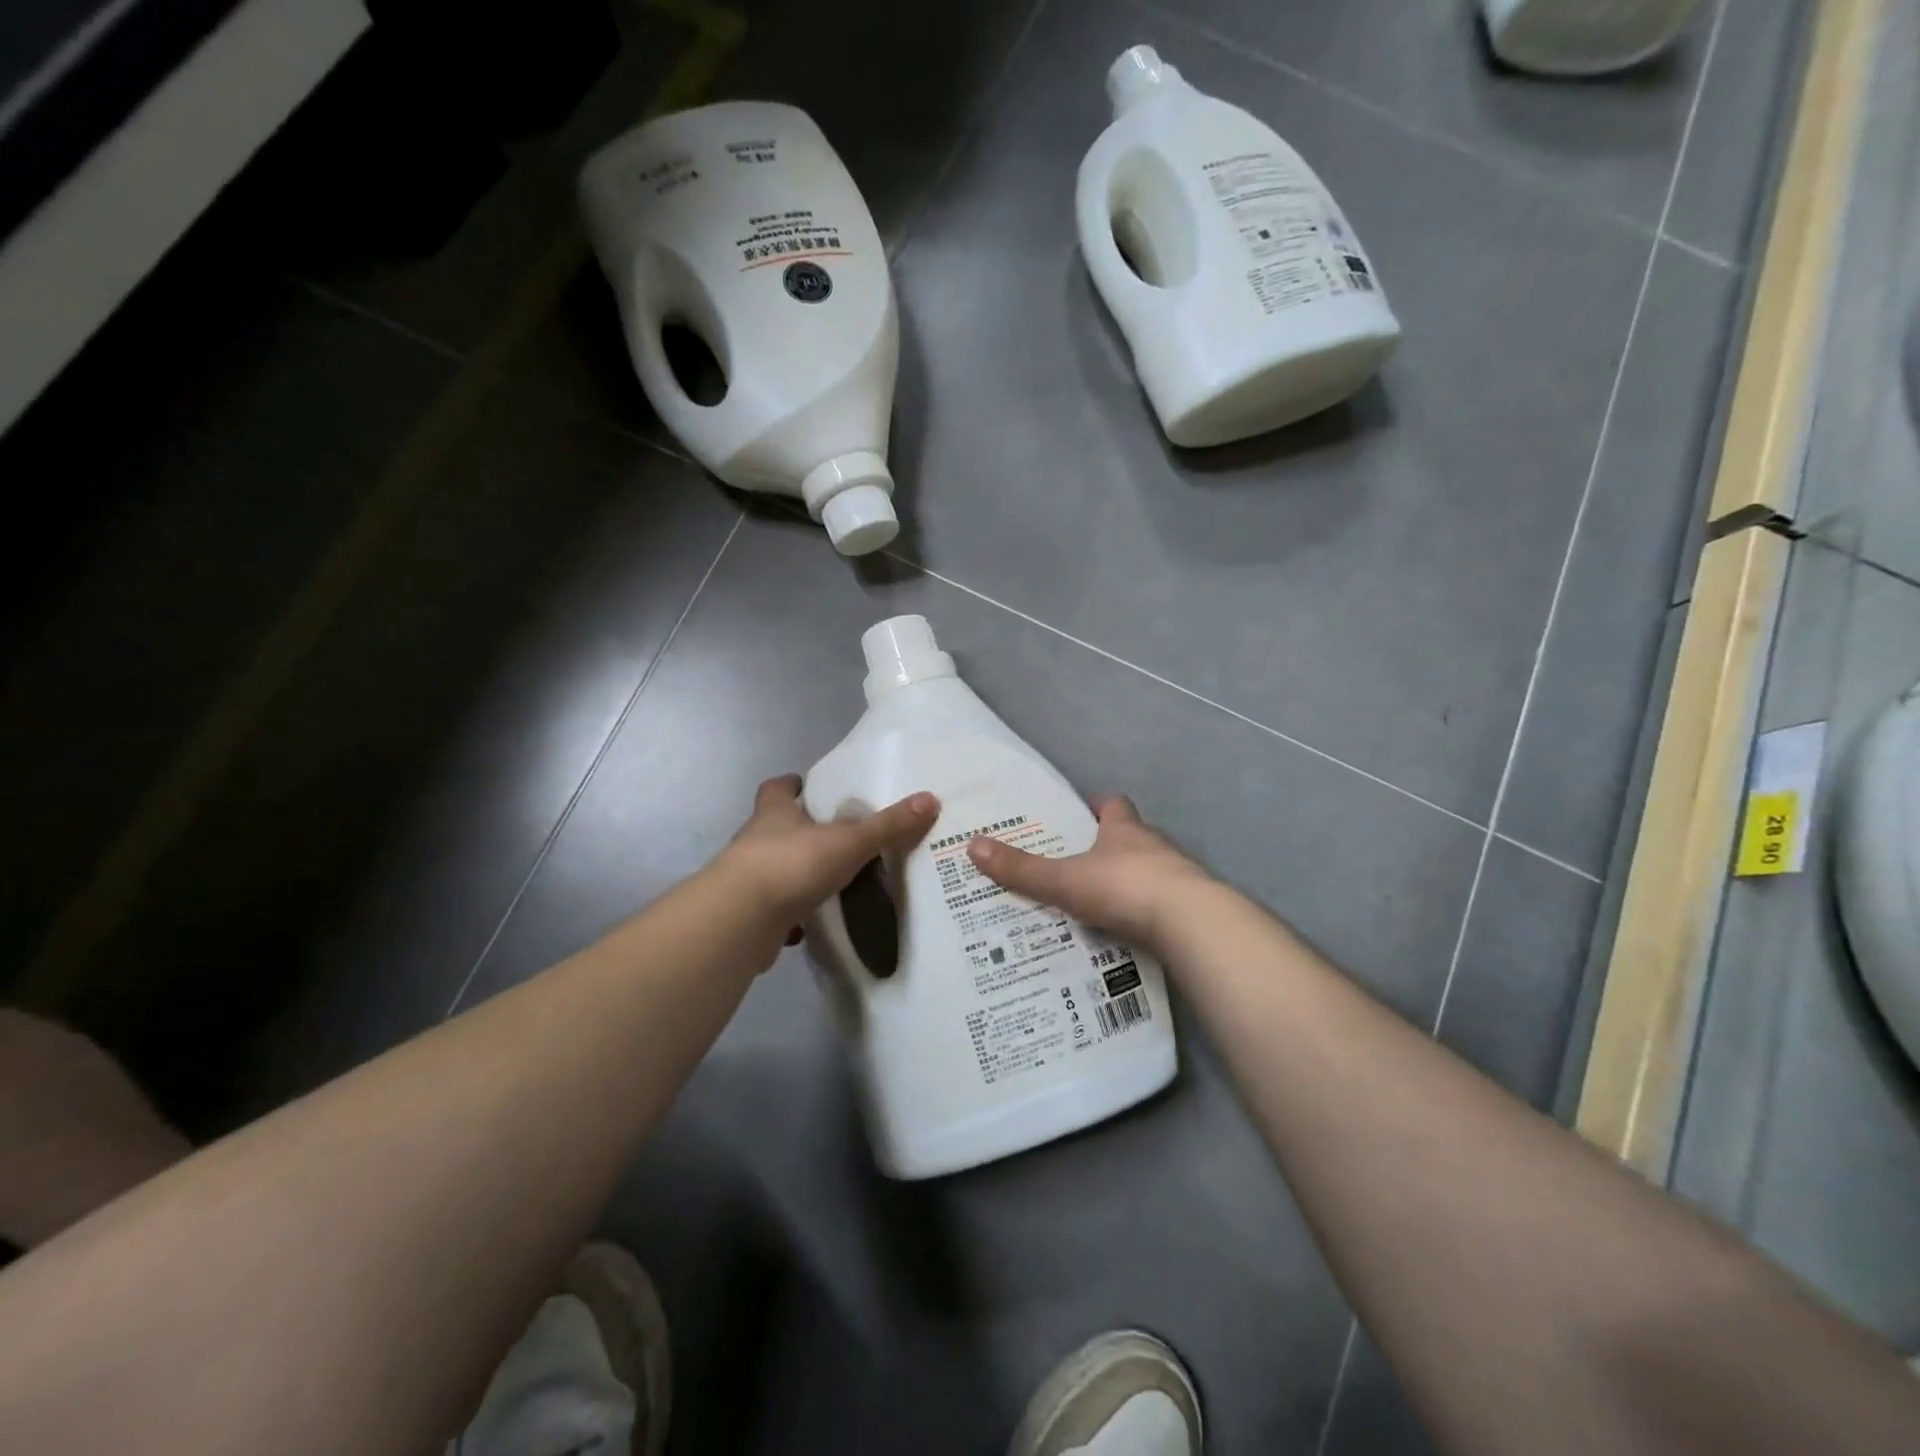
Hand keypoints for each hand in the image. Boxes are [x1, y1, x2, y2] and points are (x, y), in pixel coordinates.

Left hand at [714, 775, 938, 943]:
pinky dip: (790, 914)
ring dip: (795, 873)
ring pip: (773, 869)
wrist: (741, 919)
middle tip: (832, 836)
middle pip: (774, 828)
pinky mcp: (747, 915)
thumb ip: (888, 825)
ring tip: (828, 880)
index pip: (776, 789)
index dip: (790, 785)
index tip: (804, 785)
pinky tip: (811, 923)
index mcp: (774, 814)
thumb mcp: (849, 841)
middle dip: (798, 830)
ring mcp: (747, 879)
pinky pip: (773, 910)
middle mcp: (755, 841)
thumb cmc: (792, 864)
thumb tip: (930, 799)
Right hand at [967, 796, 1214, 949]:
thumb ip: (1021, 869)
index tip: (1083, 814)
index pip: (1114, 806)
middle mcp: (1154, 845)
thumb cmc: (1124, 887)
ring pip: (1151, 870)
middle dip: (1111, 847)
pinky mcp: (1192, 907)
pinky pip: (1164, 904)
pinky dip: (1147, 912)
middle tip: (1081, 863)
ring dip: (1131, 880)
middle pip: (1132, 837)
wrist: (1191, 923)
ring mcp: (1178, 876)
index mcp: (1124, 830)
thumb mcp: (1064, 880)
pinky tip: (1130, 931)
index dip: (1100, 807)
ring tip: (1100, 902)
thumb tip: (972, 845)